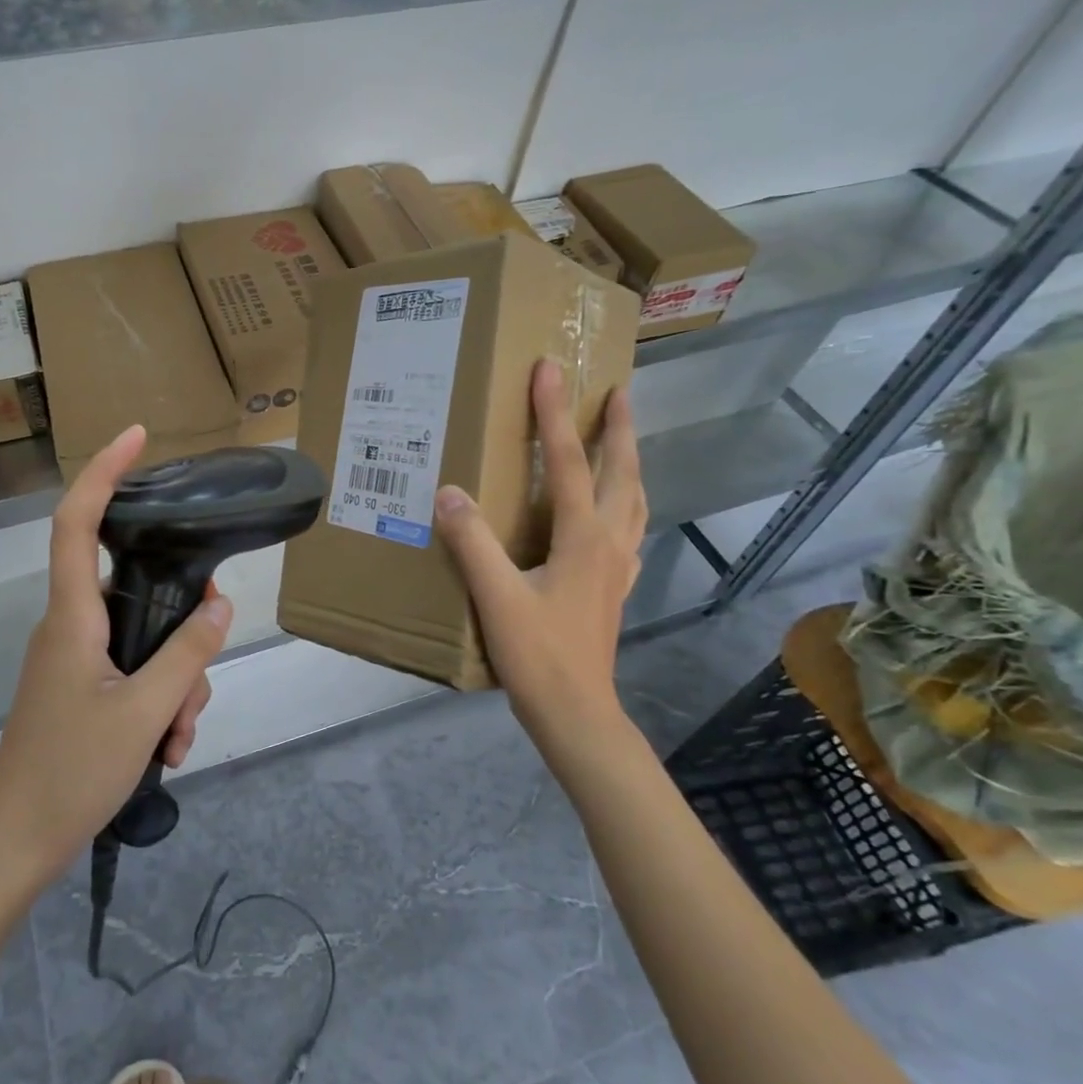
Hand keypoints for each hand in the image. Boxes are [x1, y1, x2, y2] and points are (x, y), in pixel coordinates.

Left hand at [0, 424, 232, 887]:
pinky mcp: (81, 690)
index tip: (136, 437)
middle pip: (137, 595)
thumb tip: (218, 604)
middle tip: (189, 697)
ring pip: (145, 642)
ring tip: (175, 741)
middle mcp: (71, 628)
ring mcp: (75, 661)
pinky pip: (133, 674)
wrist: (13, 846)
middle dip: (180, 638)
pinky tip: (166, 750)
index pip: (77, 522)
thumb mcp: (145, 713)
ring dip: (174, 686)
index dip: (103, 472)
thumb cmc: (69, 774)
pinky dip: (158, 704)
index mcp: (73, 618)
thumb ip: (186, 654)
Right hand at [433, 361, 646, 764]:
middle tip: (616, 391)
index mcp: (583, 537)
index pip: (567, 461)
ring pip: (633, 499)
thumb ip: (473, 542)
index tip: (548, 370)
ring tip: (620, 439)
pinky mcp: (614, 587)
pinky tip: (615, 510)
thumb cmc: (538, 655)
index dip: (553, 414)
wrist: (577, 713)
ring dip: (628, 461)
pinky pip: (628, 528)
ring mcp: (618, 566)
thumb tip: (448, 491)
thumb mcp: (496, 597)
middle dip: (618, 428)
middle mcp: (609, 542)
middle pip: (621, 472)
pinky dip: (626, 502)